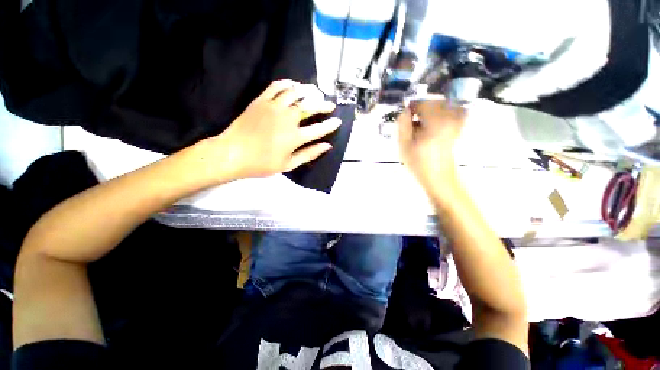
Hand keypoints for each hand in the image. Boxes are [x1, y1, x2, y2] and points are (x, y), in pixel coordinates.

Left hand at [207, 80, 340, 179]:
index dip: (330, 125)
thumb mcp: (288, 164)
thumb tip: (327, 146)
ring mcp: (274, 107)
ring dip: (308, 92)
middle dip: (323, 105)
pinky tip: (293, 85)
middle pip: (310, 107)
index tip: (338, 121)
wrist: (233, 153)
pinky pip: (276, 86)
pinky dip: (287, 83)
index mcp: (295, 137)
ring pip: (295, 93)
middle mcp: (287, 118)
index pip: (319, 129)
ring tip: (315, 93)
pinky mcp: (261, 100)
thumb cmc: (262, 163)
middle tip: (331, 104)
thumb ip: (309, 154)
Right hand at [398, 100, 466, 197]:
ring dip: (429, 112)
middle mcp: (449, 117)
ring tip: (421, 126)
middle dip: (421, 109)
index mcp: (435, 121)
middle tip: (411, 123)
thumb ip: (403, 125)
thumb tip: (404, 111)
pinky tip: (432, 127)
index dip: (411, 107)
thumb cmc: (419, 163)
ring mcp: (457, 122)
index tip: (405, 116)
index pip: (422, 103)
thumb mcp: (404, 145)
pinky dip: (440, 116)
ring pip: (441, 107)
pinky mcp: (459, 127)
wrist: (439, 177)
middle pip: (433, 102)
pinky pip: (450, 113)